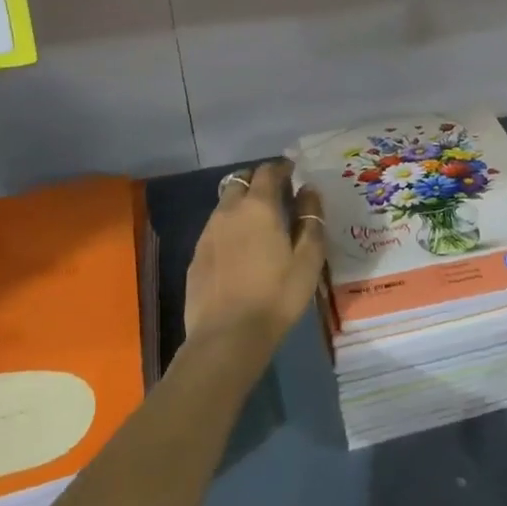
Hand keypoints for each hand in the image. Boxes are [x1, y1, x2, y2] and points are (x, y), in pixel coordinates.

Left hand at [184, 160, 325, 359]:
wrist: (227, 337)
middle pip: (241, 181)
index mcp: (258, 207)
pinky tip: (240, 251)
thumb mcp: (308, 259)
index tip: (293, 171)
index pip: (268, 171)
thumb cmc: (277, 296)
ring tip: (259, 224)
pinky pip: (215, 229)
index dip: (281, 167)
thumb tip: (308, 190)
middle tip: (277, 195)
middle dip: (258, 181)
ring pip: (225, 205)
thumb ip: (311, 219)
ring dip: (242, 204)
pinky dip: (230, 228)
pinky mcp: (196, 256)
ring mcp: (208, 234)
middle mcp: (229, 212)